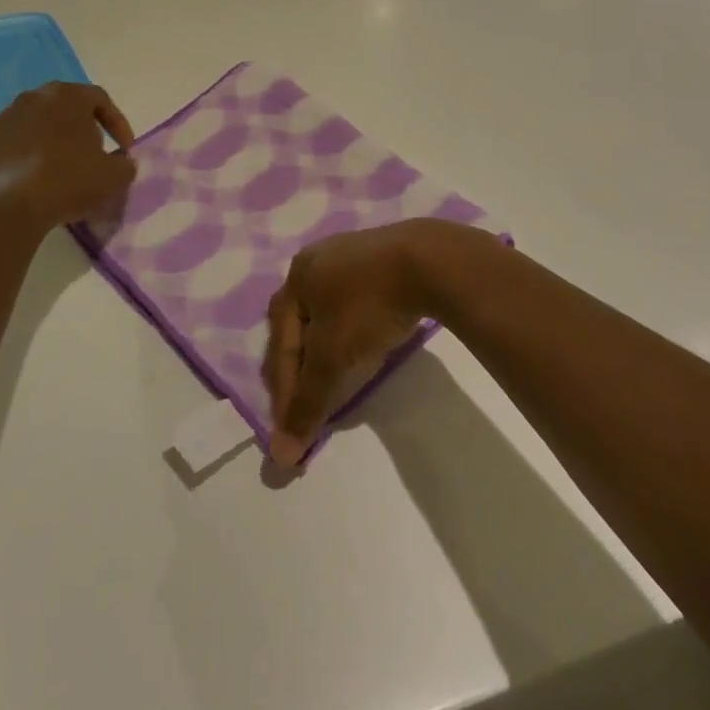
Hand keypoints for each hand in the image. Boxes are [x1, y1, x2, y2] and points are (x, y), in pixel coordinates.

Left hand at [0, 82, 136, 228]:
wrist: (10, 205)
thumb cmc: (69, 180)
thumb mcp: (114, 176)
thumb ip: (125, 164)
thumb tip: (121, 162)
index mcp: (68, 95)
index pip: (100, 99)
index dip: (117, 123)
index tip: (124, 149)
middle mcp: (34, 96)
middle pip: (66, 107)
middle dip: (83, 128)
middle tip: (93, 154)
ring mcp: (5, 117)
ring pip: (38, 124)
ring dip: (53, 141)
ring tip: (62, 169)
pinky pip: (15, 143)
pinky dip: (28, 155)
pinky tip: (34, 179)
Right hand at [262, 220, 485, 466]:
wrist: (429, 261)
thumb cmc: (368, 305)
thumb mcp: (333, 357)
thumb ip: (307, 403)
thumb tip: (281, 455)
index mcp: (297, 276)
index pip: (280, 342)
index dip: (283, 391)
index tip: (289, 432)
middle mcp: (316, 260)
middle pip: (298, 324)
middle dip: (298, 366)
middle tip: (303, 405)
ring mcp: (350, 254)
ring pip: (326, 312)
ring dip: (323, 349)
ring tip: (330, 378)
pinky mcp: (382, 259)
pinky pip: (353, 302)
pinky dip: (349, 331)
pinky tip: (360, 344)